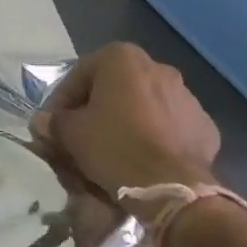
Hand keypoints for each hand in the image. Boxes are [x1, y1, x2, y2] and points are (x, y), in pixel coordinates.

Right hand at [30, 42, 219, 198]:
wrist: (172, 188)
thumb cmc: (114, 148)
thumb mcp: (71, 134)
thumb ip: (54, 122)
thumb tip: (43, 121)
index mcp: (122, 58)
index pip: (78, 76)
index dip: (60, 102)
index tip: (53, 127)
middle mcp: (158, 67)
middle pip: (113, 88)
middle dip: (95, 111)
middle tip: (81, 139)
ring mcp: (186, 96)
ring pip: (144, 107)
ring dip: (126, 123)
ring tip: (113, 153)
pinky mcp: (204, 126)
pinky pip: (169, 128)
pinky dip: (155, 139)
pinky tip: (143, 162)